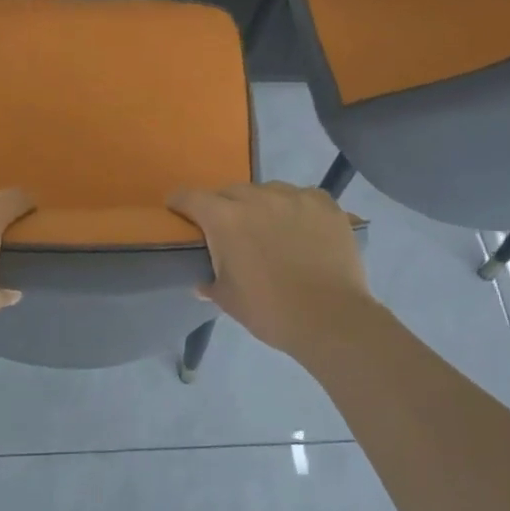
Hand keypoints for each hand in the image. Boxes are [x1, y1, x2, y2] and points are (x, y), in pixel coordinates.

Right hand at [168, 182, 372, 356]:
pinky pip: (302, 196)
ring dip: (261, 205)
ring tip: (271, 229)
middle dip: (224, 207)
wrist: (332, 319)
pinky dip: (296, 208)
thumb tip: (202, 282)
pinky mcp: (325, 204)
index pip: (190, 197)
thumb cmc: (271, 311)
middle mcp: (257, 197)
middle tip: (230, 231)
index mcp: (225, 218)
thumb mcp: (229, 300)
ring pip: (267, 190)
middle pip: (230, 191)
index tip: (177, 210)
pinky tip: (303, 228)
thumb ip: (210, 283)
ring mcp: (294, 197)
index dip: (180, 203)